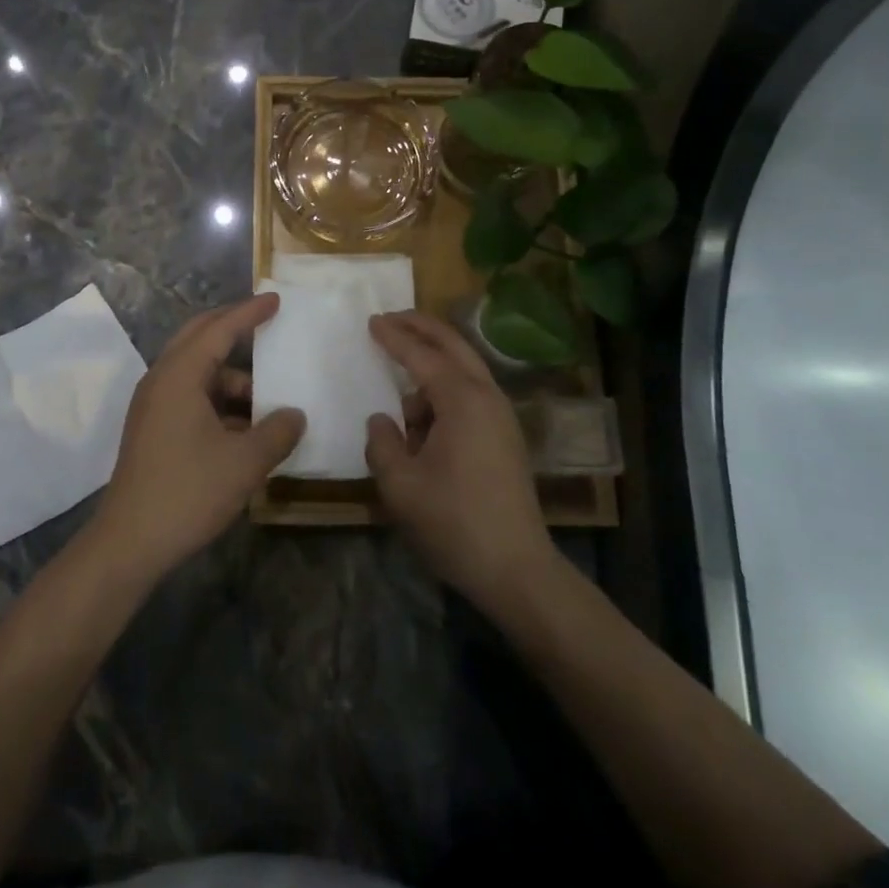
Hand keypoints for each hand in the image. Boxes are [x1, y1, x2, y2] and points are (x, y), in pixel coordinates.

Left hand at [87, 293, 304, 585]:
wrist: (129, 543)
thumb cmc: (187, 492)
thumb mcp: (244, 462)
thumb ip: (277, 433)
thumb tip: (296, 415)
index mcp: (180, 375)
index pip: (219, 330)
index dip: (249, 313)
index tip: (275, 299)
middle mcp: (162, 380)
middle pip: (199, 338)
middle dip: (232, 328)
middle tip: (266, 322)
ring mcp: (153, 405)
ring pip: (197, 372)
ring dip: (231, 376)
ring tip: (267, 397)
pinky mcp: (153, 428)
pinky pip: (190, 396)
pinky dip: (218, 400)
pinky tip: (245, 427)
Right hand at [364, 311, 555, 610]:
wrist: (517, 570)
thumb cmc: (454, 522)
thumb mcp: (401, 485)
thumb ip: (383, 443)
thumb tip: (382, 419)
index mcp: (462, 400)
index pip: (422, 354)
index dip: (394, 336)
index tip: (371, 321)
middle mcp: (487, 397)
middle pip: (453, 345)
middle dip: (421, 327)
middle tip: (391, 318)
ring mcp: (501, 416)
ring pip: (464, 370)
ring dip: (433, 365)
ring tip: (401, 393)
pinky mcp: (505, 437)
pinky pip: (471, 395)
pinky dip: (445, 390)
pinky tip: (424, 420)